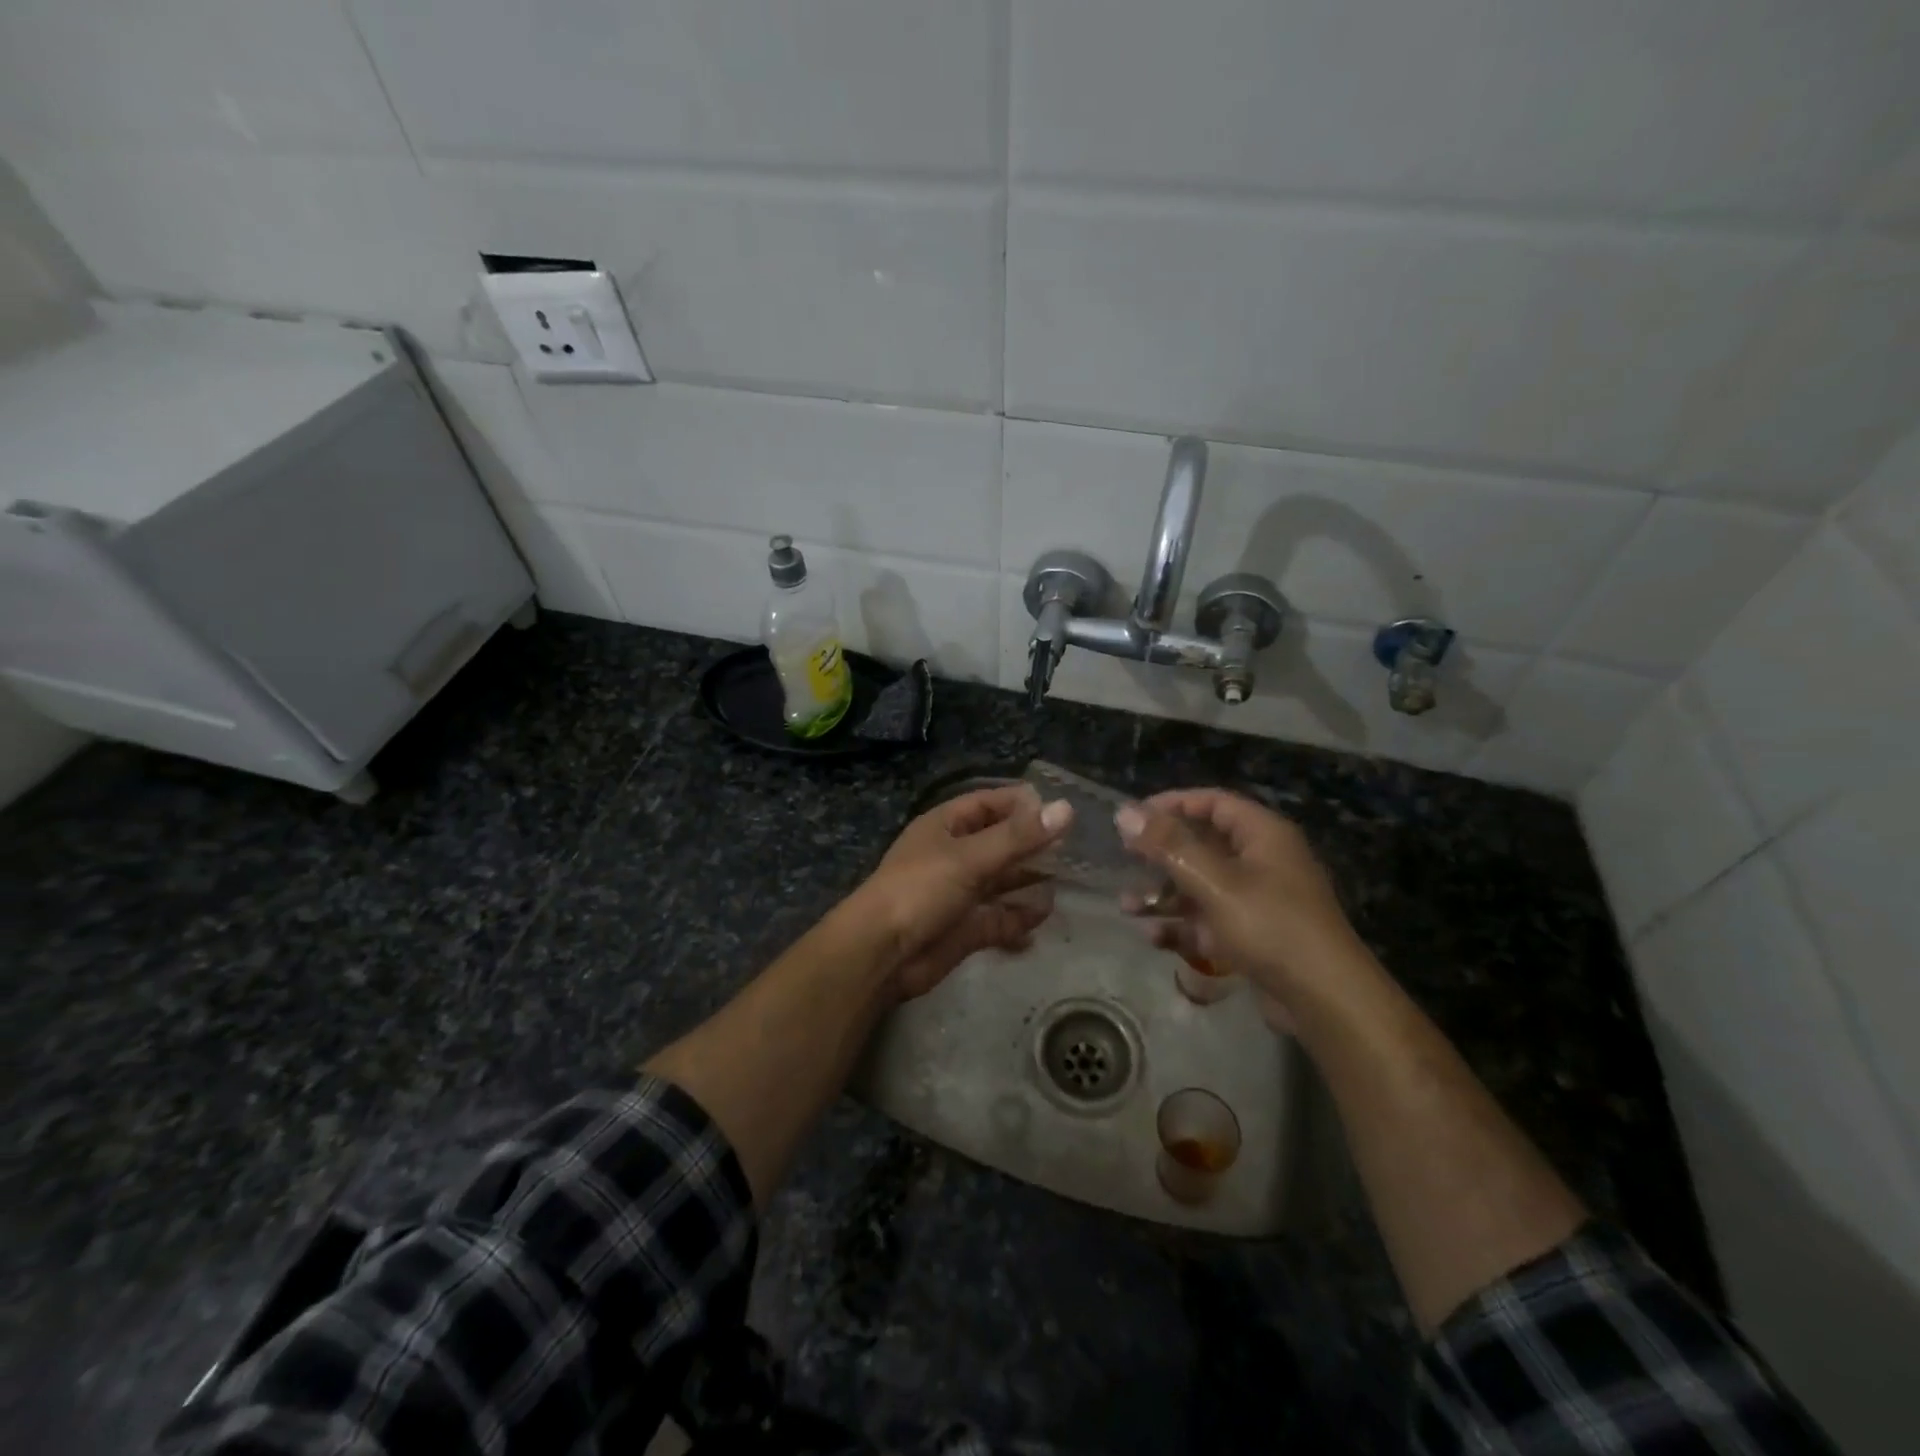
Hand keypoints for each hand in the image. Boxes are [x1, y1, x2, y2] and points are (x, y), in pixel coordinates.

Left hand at [861, 784, 1073, 999]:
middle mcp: (952, 856)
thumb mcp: (970, 857)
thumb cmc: (920, 890)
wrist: (882, 953)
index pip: (987, 804)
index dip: (1020, 804)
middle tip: (1074, 846)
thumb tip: (1067, 809)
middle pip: (998, 843)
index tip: (1059, 809)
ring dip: (1029, 881)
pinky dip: (1019, 918)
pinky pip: (999, 919)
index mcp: (944, 827)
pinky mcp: (964, 929)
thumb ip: (1019, 837)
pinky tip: (1044, 917)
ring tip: (1068, 879)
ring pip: (1001, 882)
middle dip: (1030, 844)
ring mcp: (958, 894)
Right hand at [1115, 790, 1357, 1027]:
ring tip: (1127, 907)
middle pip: (1203, 844)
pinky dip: (1183, 926)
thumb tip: (1124, 812)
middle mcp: (1263, 860)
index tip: (1134, 817)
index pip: (1213, 802)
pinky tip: (1154, 938)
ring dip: (1164, 895)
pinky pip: (1210, 920)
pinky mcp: (1254, 936)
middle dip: (1161, 855)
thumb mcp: (1214, 881)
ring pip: (1202, 886)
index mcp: (1263, 835)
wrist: (1325, 1000)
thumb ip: (1168, 846)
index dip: (1172, 804)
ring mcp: (1259, 900)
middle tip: (1125, 858)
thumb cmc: (1270, 926)